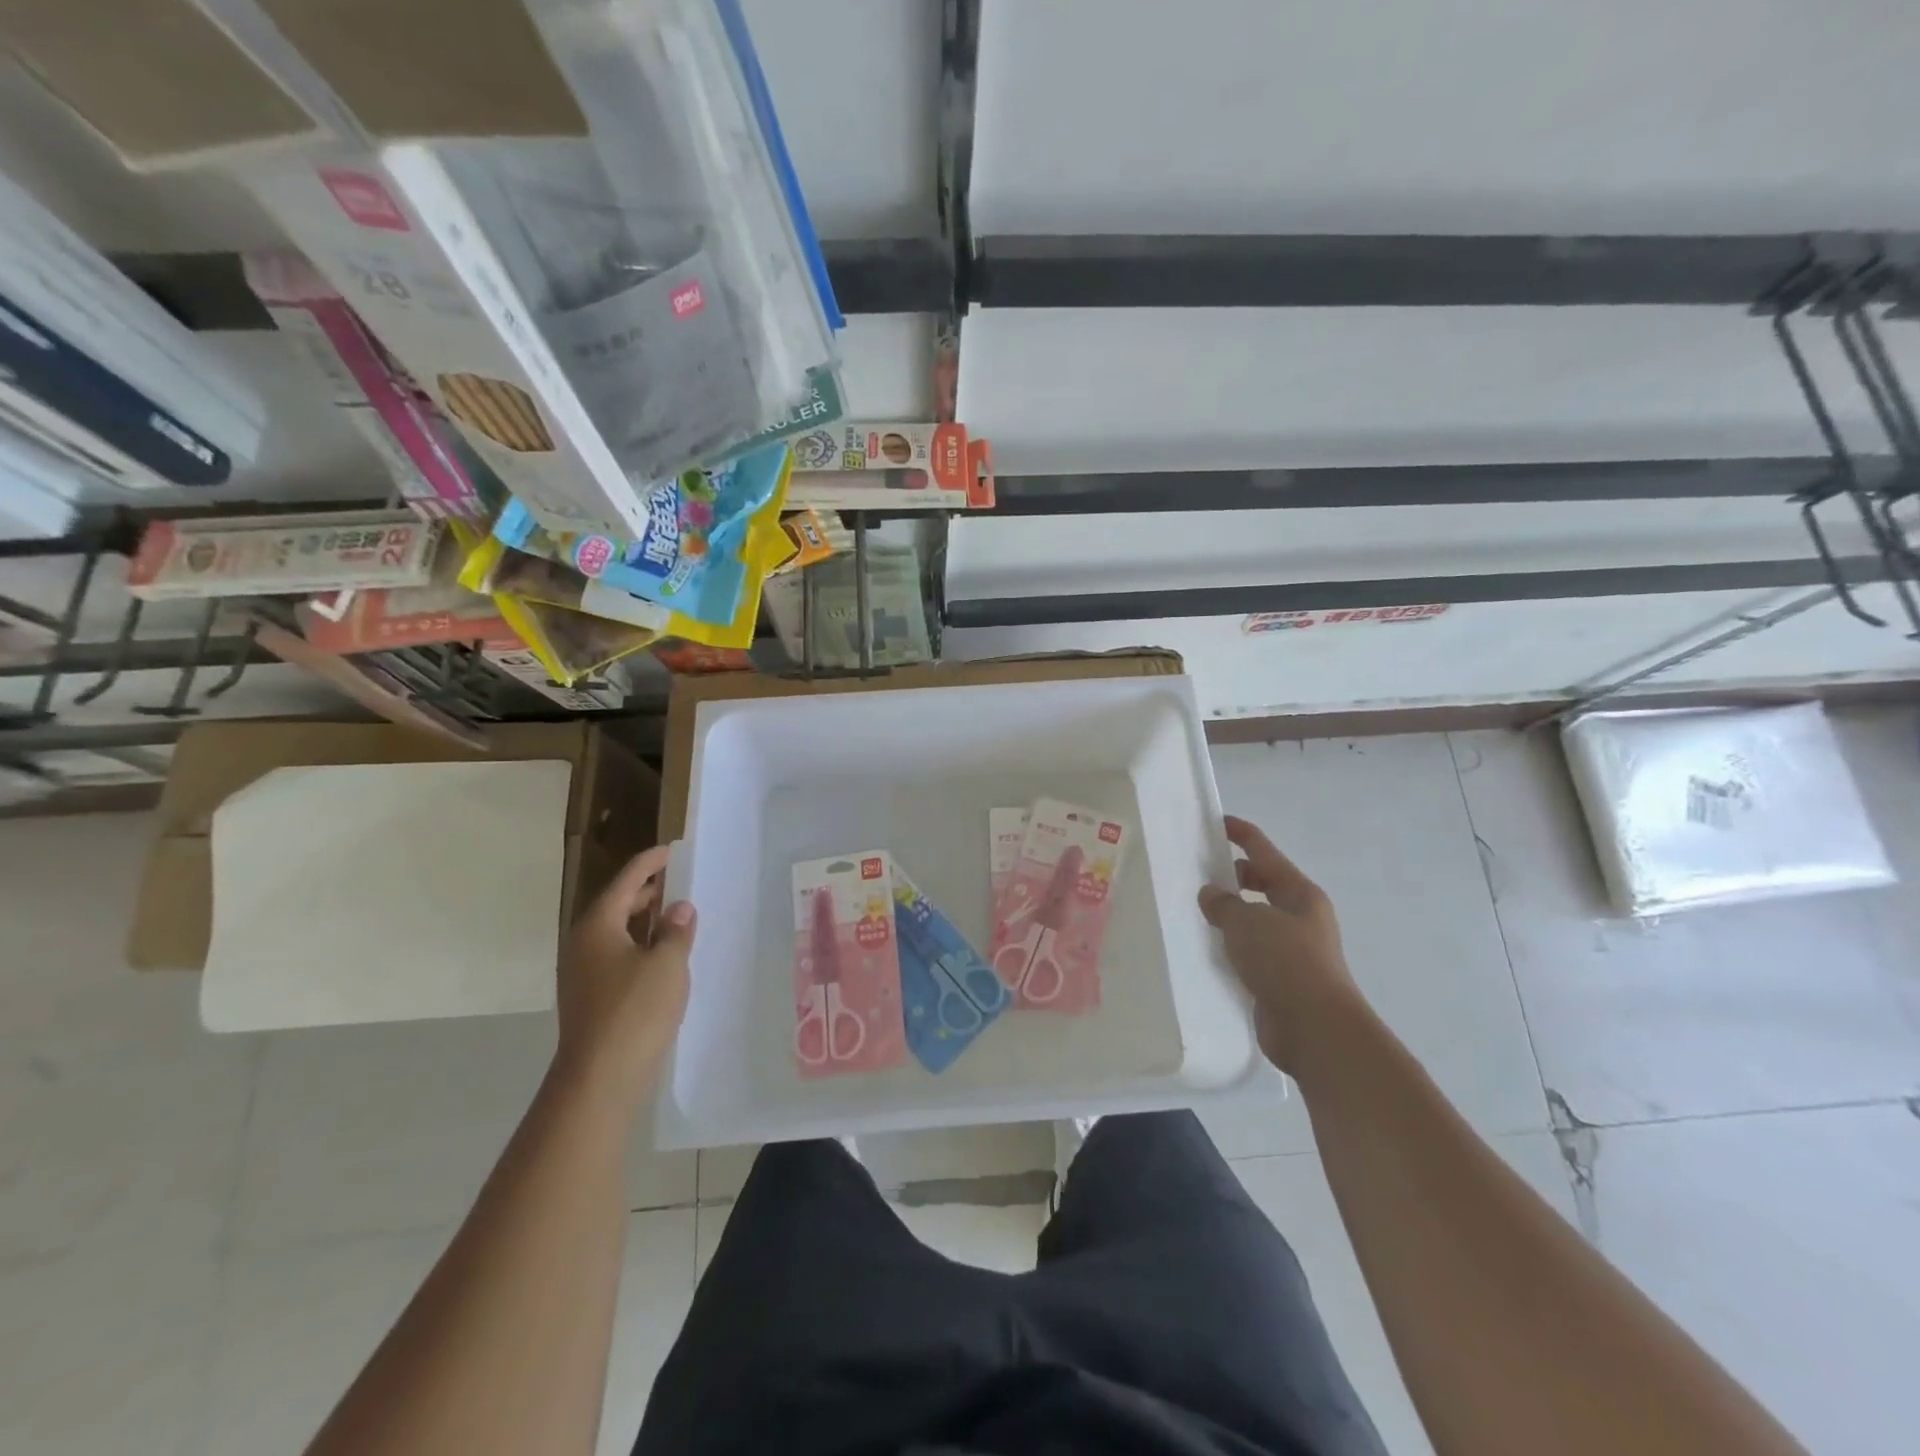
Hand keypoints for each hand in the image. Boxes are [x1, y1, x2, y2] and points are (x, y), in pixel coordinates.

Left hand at [553, 845, 694, 1106]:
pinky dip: (637, 944)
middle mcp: (582, 943)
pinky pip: (615, 955)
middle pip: (614, 905)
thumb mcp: (667, 963)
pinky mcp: (589, 996)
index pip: (625, 882)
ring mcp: (581, 972)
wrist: (600, 1077)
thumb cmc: (635, 1010)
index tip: (669, 850)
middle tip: (673, 880)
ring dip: (641, 920)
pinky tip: (659, 955)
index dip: (648, 863)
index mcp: (597, 926)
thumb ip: (675, 930)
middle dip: (644, 891)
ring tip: (671, 914)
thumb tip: (678, 908)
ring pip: (614, 932)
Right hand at [1198, 815, 1363, 1072]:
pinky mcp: (1280, 978)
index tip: (1216, 822)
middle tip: (1197, 874)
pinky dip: (1231, 945)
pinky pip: (1250, 950)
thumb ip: (1224, 903)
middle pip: (1262, 884)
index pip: (1265, 852)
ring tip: (1194, 911)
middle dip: (1233, 876)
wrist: (1315, 1029)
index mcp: (1300, 893)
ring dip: (1229, 914)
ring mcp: (1292, 949)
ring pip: (1255, 919)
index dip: (1241, 834)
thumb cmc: (1286, 962)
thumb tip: (1211, 894)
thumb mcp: (1248, 922)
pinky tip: (1207, 948)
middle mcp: (1300, 917)